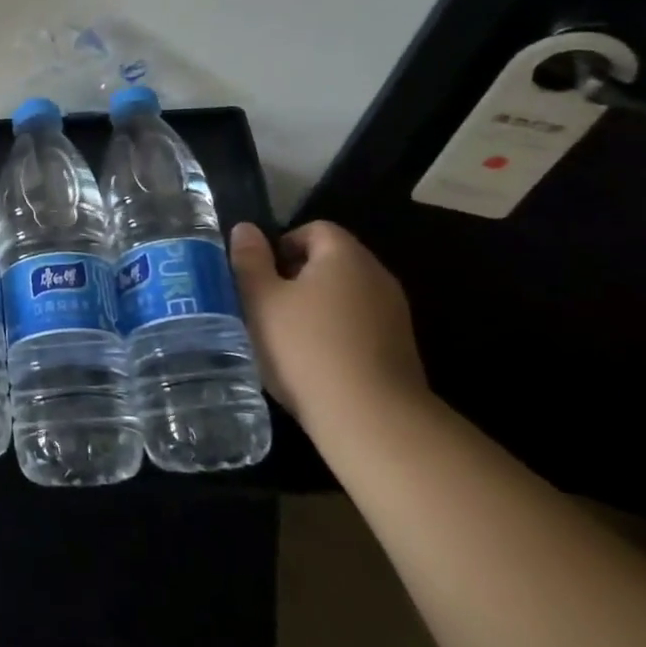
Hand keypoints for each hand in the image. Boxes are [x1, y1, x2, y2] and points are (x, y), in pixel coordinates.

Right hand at [229, 221, 426, 432]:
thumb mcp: (261, 300)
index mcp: (345, 256)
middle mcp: (377, 276)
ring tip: (285, 336)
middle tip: (265, 305)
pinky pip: (359, 325)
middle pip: (331, 261)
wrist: (371, 418)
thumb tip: (246, 229)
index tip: (259, 275)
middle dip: (295, 277)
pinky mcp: (399, 349)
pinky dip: (335, 333)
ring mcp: (394, 314)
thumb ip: (250, 261)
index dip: (282, 245)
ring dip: (315, 307)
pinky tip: (313, 362)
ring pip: (345, 296)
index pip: (314, 229)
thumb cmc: (306, 347)